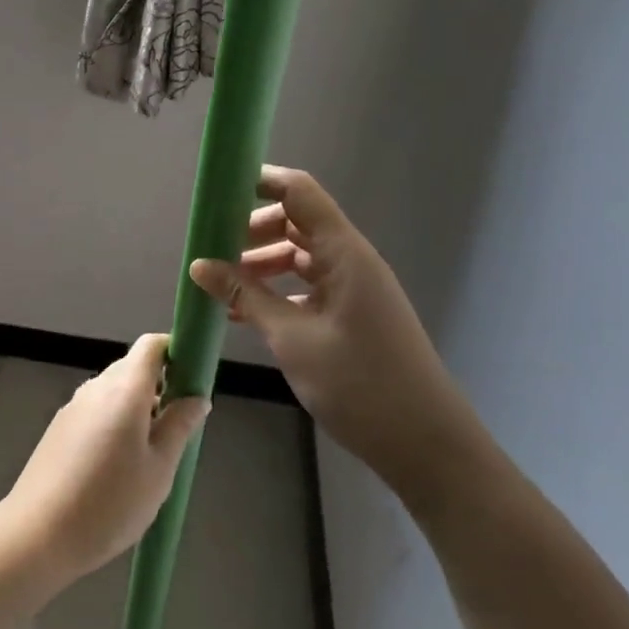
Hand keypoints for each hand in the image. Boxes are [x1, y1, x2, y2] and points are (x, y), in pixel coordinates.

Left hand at [0, 335, 208, 586]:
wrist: (38, 533)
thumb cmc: (109, 503)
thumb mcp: (159, 470)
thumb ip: (179, 427)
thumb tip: (197, 397)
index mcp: (124, 389)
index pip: (151, 346)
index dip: (175, 351)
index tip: (193, 378)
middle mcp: (97, 386)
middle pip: (133, 367)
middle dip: (160, 385)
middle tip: (179, 426)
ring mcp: (74, 405)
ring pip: (114, 390)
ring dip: (138, 406)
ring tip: (153, 453)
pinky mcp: (60, 425)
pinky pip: (97, 408)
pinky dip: (116, 420)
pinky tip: (120, 464)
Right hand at [189, 165, 473, 488]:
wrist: (428, 447)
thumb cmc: (360, 384)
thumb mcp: (292, 338)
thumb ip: (245, 295)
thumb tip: (199, 265)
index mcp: (344, 253)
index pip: (299, 192)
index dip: (260, 181)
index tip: (218, 190)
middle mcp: (350, 261)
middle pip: (296, 222)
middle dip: (252, 229)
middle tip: (212, 249)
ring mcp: (353, 288)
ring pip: (299, 256)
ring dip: (261, 264)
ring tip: (222, 286)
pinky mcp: (352, 314)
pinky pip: (308, 286)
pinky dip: (276, 291)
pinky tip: (245, 313)